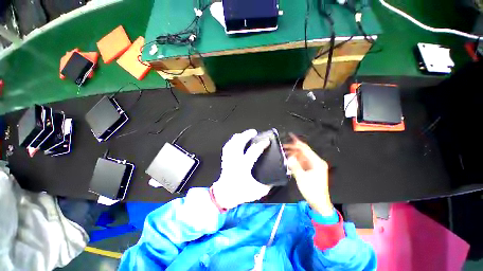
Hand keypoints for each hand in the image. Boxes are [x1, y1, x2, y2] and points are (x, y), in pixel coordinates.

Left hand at [211, 129, 271, 209]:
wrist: (225, 195)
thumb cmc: (240, 193)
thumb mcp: (258, 191)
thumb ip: (268, 185)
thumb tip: (275, 179)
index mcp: (243, 166)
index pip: (253, 151)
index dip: (261, 145)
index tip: (267, 141)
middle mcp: (235, 160)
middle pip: (239, 143)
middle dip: (246, 135)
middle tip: (253, 132)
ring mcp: (228, 159)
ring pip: (231, 143)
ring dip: (238, 137)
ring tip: (244, 134)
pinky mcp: (225, 160)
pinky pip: (227, 147)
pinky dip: (231, 141)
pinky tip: (235, 140)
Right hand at [283, 134, 332, 215]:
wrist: (319, 203)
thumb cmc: (312, 191)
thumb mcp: (301, 177)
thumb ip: (294, 166)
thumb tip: (289, 157)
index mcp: (317, 162)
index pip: (305, 149)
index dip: (297, 143)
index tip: (290, 136)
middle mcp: (317, 162)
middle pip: (304, 152)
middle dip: (294, 149)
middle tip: (284, 147)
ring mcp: (315, 166)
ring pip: (303, 157)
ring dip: (294, 154)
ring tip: (285, 153)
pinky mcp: (312, 170)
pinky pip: (303, 162)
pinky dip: (296, 160)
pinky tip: (290, 160)